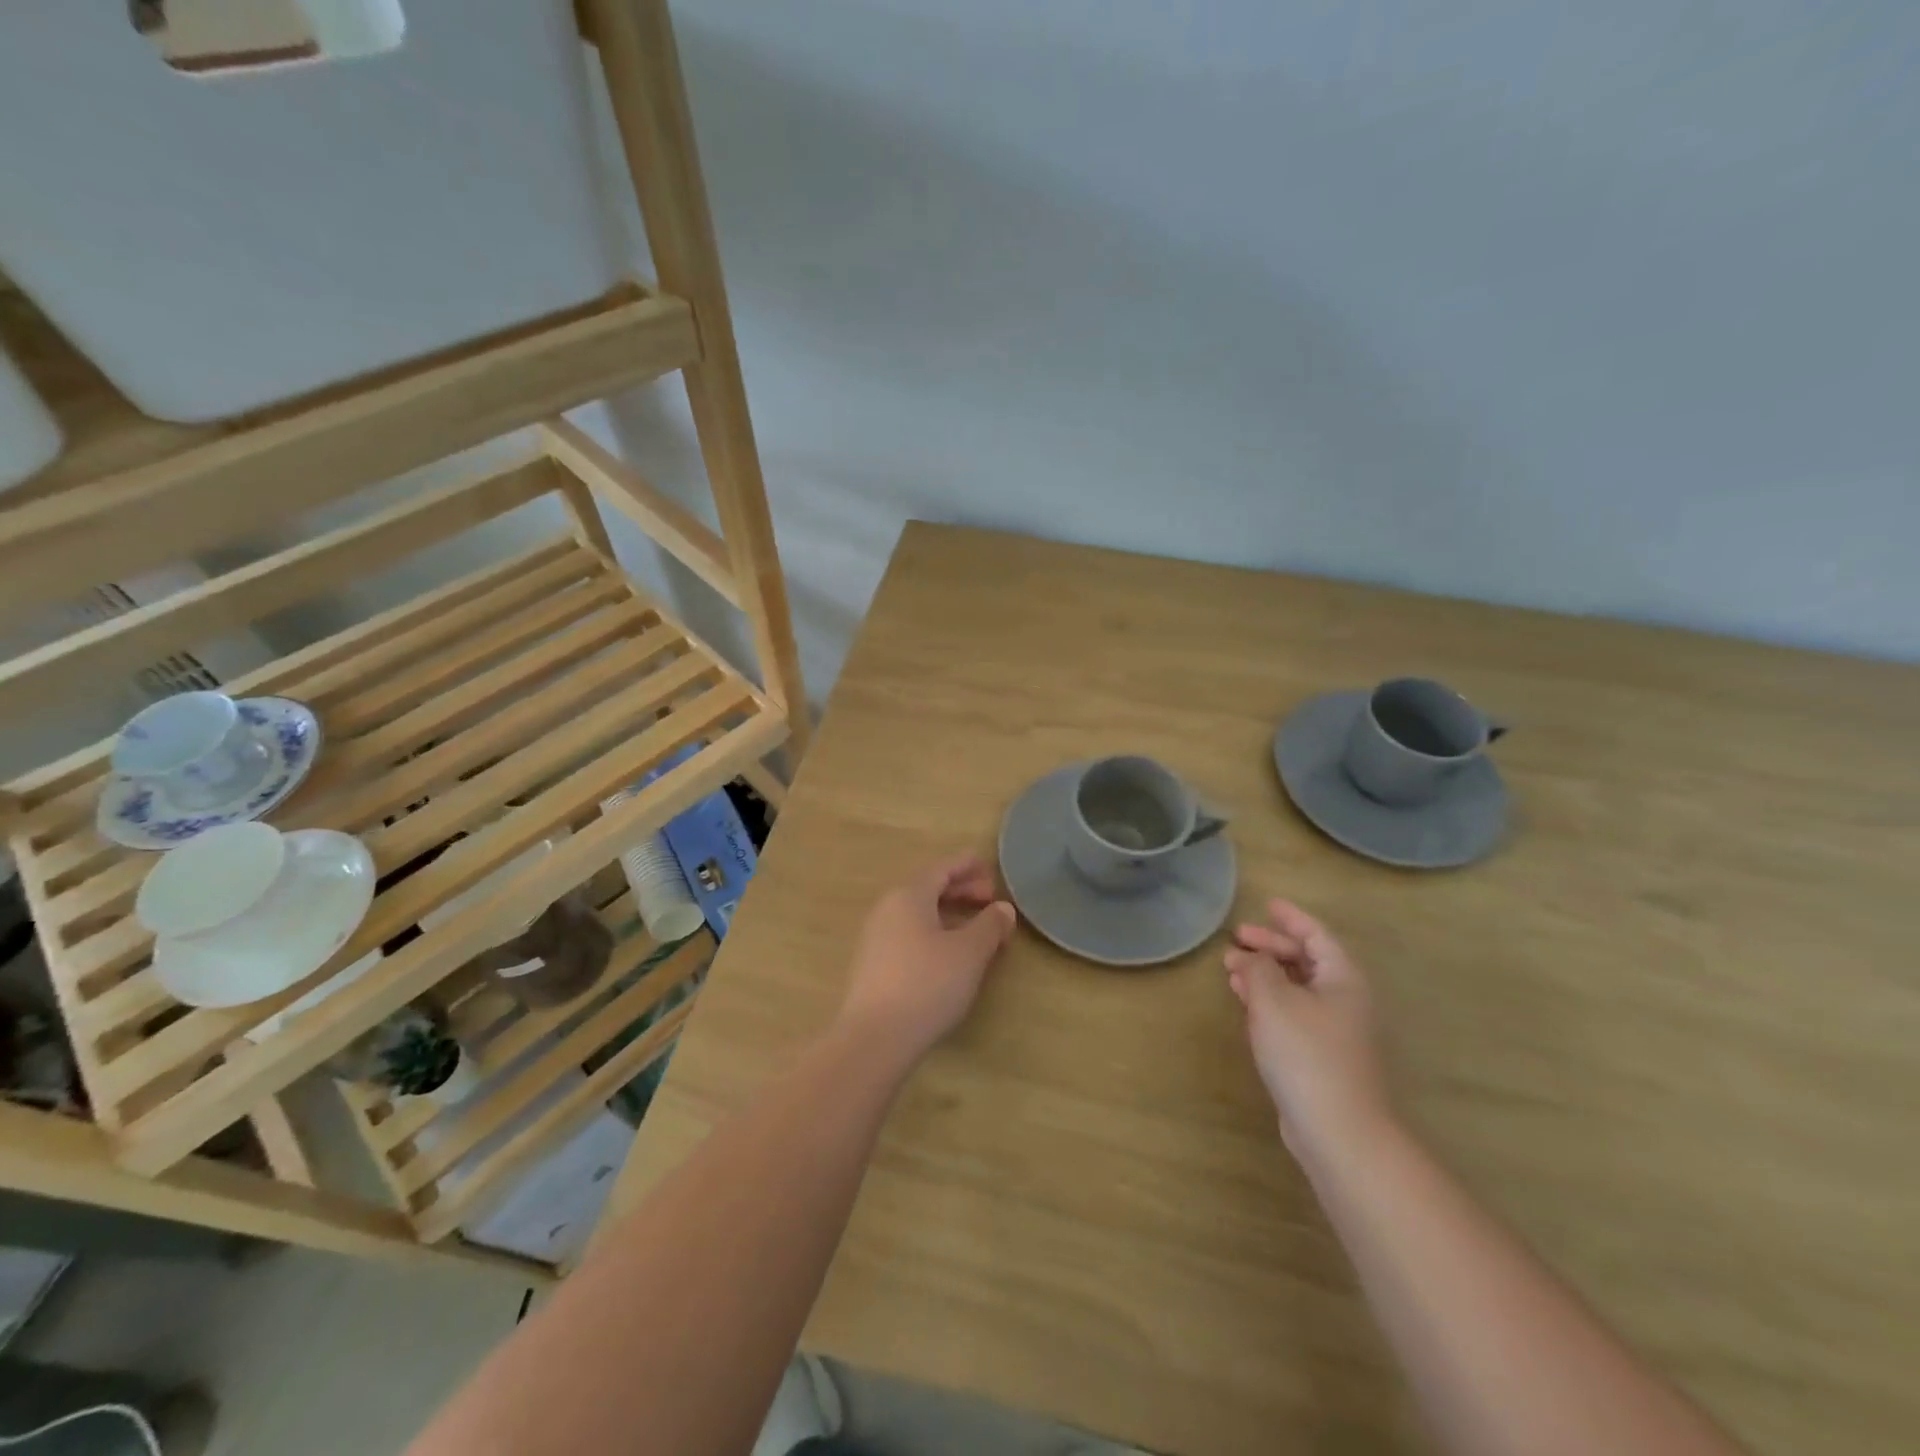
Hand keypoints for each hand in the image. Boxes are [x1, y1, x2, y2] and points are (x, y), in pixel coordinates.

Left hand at [838, 856, 1017, 1067]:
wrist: (875, 1038)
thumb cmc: (927, 984)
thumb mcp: (969, 953)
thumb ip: (990, 926)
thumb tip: (1003, 909)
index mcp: (908, 895)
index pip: (941, 868)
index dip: (968, 866)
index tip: (991, 871)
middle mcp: (887, 908)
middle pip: (928, 888)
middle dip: (961, 890)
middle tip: (990, 900)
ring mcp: (876, 937)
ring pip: (918, 913)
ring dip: (949, 914)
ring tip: (976, 928)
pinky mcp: (873, 964)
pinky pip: (909, 934)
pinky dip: (934, 932)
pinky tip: (950, 954)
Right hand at [1225, 899, 1393, 1162]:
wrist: (1338, 1131)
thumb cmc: (1306, 1054)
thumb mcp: (1273, 1001)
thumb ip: (1258, 969)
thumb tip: (1251, 957)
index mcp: (1343, 978)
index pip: (1316, 935)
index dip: (1291, 917)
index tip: (1267, 904)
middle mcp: (1345, 999)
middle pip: (1307, 960)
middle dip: (1270, 947)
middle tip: (1236, 939)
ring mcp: (1336, 1030)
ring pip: (1298, 987)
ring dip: (1265, 974)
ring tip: (1231, 968)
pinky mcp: (1322, 1056)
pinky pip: (1294, 1012)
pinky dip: (1269, 1001)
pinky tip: (1246, 1003)